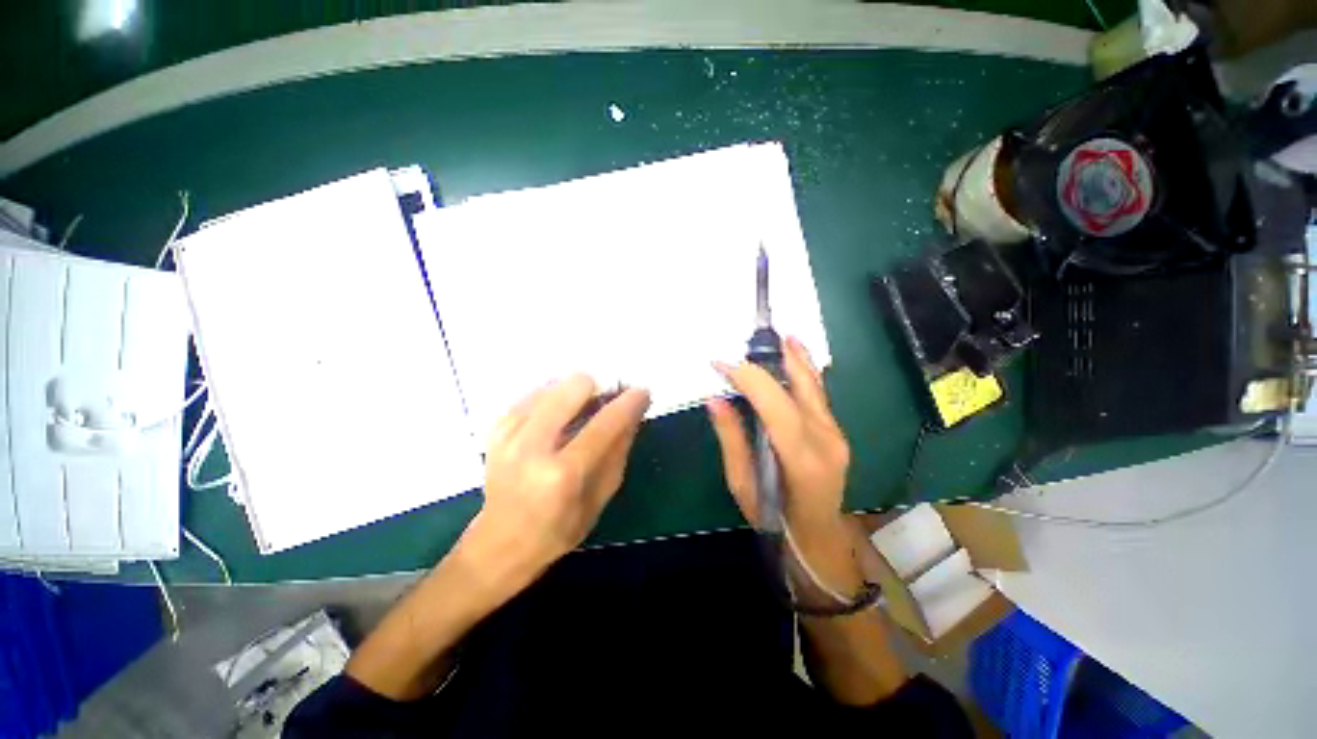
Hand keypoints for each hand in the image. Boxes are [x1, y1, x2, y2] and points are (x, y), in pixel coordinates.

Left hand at [463, 375, 650, 587]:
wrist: (499, 544)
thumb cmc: (557, 530)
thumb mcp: (600, 498)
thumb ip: (618, 451)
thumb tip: (634, 412)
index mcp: (562, 474)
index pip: (604, 424)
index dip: (628, 403)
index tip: (642, 392)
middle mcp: (531, 447)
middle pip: (574, 387)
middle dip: (598, 389)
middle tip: (605, 403)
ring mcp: (509, 434)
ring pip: (554, 385)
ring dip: (574, 394)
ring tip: (580, 413)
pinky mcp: (495, 428)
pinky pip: (533, 394)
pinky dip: (552, 400)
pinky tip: (556, 418)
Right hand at [708, 337, 849, 535]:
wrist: (818, 536)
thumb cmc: (774, 517)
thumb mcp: (743, 484)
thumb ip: (731, 439)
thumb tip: (715, 399)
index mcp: (801, 458)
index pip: (774, 403)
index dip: (747, 378)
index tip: (721, 364)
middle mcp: (825, 439)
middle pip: (798, 387)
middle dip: (770, 360)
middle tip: (748, 341)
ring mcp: (836, 433)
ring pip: (813, 385)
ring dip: (795, 357)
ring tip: (781, 335)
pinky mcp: (837, 431)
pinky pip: (817, 393)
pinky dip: (804, 370)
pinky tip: (797, 352)